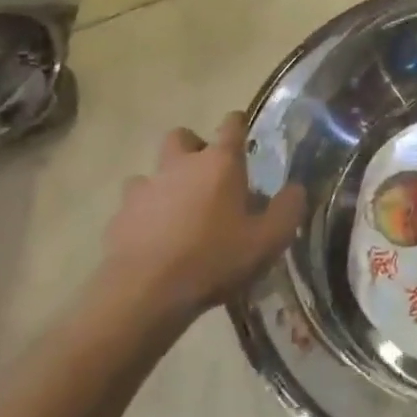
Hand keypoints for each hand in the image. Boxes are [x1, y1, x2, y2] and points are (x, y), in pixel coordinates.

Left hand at [101, 114, 305, 325]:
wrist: (146, 292)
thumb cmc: (215, 258)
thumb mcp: (269, 239)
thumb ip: (288, 209)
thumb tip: (296, 188)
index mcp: (220, 163)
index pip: (231, 125)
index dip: (238, 124)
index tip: (243, 131)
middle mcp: (180, 165)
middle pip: (182, 137)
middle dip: (194, 147)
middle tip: (208, 174)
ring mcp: (146, 188)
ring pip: (153, 171)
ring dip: (166, 183)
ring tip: (179, 211)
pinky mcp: (120, 216)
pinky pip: (133, 204)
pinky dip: (144, 214)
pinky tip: (155, 238)